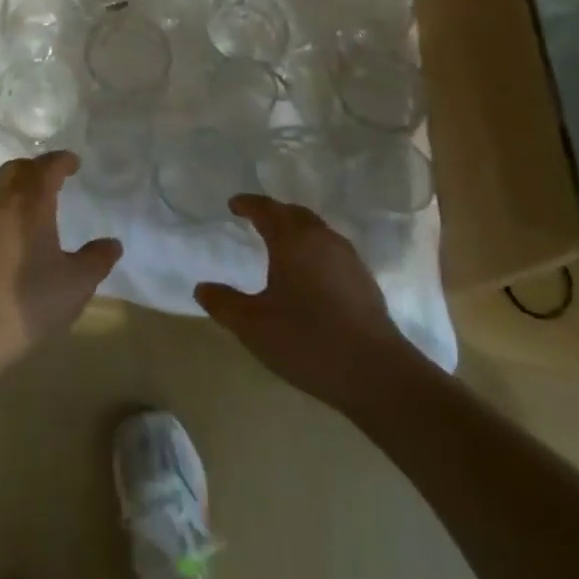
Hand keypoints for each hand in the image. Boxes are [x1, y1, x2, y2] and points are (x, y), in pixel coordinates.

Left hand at [0, 153, 120, 373]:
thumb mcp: (75, 285)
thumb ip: (96, 260)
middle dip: (35, 168)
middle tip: (52, 179)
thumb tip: (112, 243)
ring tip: (25, 200)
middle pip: (16, 169)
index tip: (74, 163)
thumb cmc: (26, 303)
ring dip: (12, 184)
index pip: (47, 167)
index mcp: (29, 202)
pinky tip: (1, 229)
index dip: (62, 161)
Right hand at [194, 195, 410, 409]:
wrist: (377, 374)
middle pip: (295, 214)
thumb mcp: (253, 326)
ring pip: (317, 231)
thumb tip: (202, 288)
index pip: (266, 210)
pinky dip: (314, 250)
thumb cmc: (307, 341)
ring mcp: (348, 259)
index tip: (233, 205)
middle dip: (274, 213)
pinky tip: (310, 275)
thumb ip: (223, 304)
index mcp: (292, 240)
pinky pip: (332, 251)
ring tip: (281, 245)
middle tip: (256, 220)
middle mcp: (322, 239)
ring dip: (296, 230)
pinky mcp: (365, 281)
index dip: (248, 204)